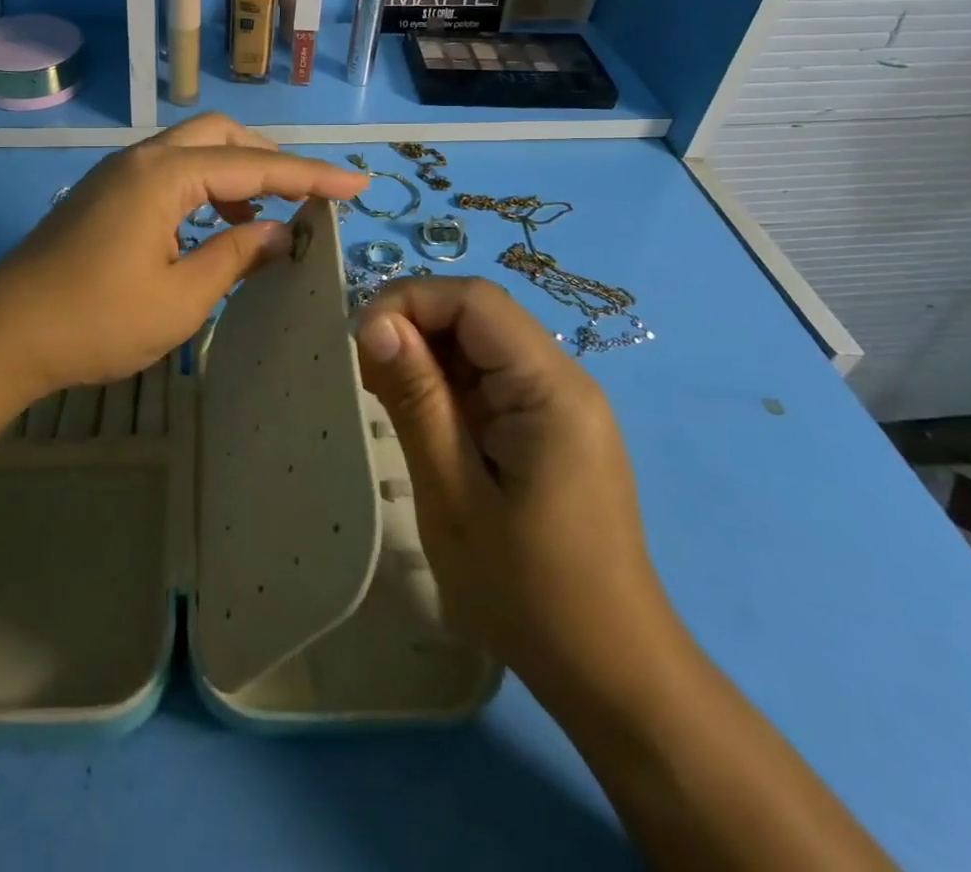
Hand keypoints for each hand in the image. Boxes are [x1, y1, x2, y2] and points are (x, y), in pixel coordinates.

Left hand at [0, 114, 363, 406]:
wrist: (1, 336)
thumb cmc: (96, 321)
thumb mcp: (182, 298)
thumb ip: (236, 256)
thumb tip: (280, 234)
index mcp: (165, 176)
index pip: (254, 167)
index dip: (309, 177)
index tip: (357, 185)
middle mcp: (141, 160)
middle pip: (220, 136)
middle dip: (268, 161)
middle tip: (301, 199)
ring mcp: (116, 175)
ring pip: (190, 151)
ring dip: (233, 175)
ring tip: (256, 222)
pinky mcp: (102, 196)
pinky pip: (166, 173)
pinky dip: (201, 189)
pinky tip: (209, 229)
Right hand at [353, 277, 679, 697]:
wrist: (609, 670)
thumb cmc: (528, 590)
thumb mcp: (453, 495)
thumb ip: (416, 399)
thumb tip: (374, 323)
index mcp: (550, 388)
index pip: (475, 301)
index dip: (410, 301)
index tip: (360, 342)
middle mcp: (563, 379)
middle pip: (478, 315)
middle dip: (414, 326)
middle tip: (365, 374)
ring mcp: (559, 403)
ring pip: (480, 345)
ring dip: (426, 356)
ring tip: (384, 397)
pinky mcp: (548, 426)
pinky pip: (490, 380)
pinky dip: (445, 385)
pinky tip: (418, 417)